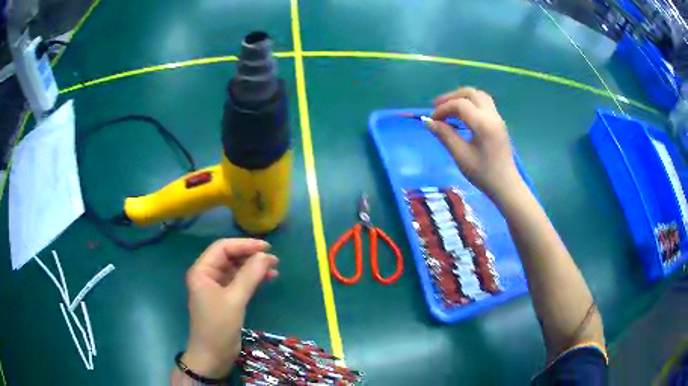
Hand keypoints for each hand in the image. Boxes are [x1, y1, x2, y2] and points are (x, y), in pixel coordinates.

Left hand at [181, 238, 278, 378]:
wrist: (212, 356)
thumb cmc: (218, 327)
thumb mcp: (234, 301)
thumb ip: (249, 276)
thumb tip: (265, 255)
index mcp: (202, 271)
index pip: (222, 248)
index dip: (244, 245)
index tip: (266, 247)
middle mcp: (207, 275)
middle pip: (229, 257)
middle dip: (250, 256)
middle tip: (273, 259)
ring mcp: (216, 287)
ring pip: (235, 269)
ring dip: (253, 267)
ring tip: (274, 268)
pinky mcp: (224, 299)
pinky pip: (239, 282)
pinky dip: (252, 280)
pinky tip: (267, 279)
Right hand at [428, 87, 523, 200]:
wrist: (506, 186)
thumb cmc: (483, 174)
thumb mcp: (461, 155)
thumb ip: (445, 135)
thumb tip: (428, 122)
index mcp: (483, 123)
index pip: (460, 104)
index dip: (443, 109)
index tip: (432, 120)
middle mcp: (492, 116)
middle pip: (471, 93)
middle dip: (452, 97)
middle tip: (437, 107)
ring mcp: (497, 118)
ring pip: (479, 96)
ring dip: (462, 98)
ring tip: (448, 109)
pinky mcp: (498, 124)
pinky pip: (484, 104)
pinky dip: (470, 104)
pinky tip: (461, 116)